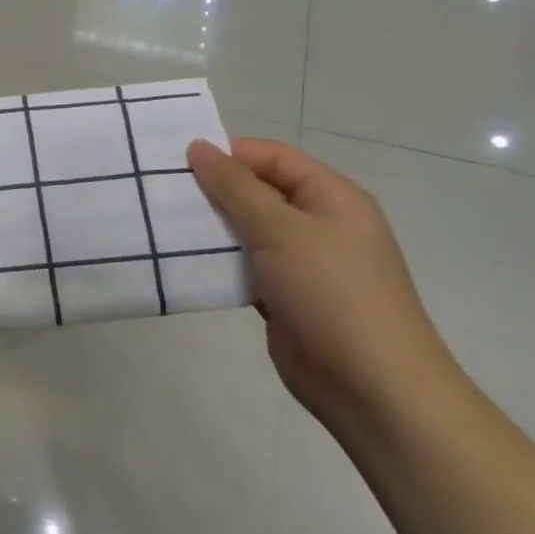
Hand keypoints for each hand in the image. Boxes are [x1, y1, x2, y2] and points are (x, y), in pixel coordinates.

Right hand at [189, 139, 457, 429]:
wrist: (371, 387)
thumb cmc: (332, 293)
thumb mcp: (281, 230)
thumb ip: (235, 187)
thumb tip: (199, 146)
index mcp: (331, 198)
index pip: (273, 158)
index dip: (229, 154)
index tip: (179, 162)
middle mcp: (318, 224)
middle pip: (257, 192)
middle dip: (213, 191)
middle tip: (163, 191)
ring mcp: (301, 263)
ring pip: (246, 230)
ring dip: (211, 228)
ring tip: (163, 223)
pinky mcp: (283, 296)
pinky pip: (243, 266)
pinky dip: (217, 262)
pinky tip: (181, 260)